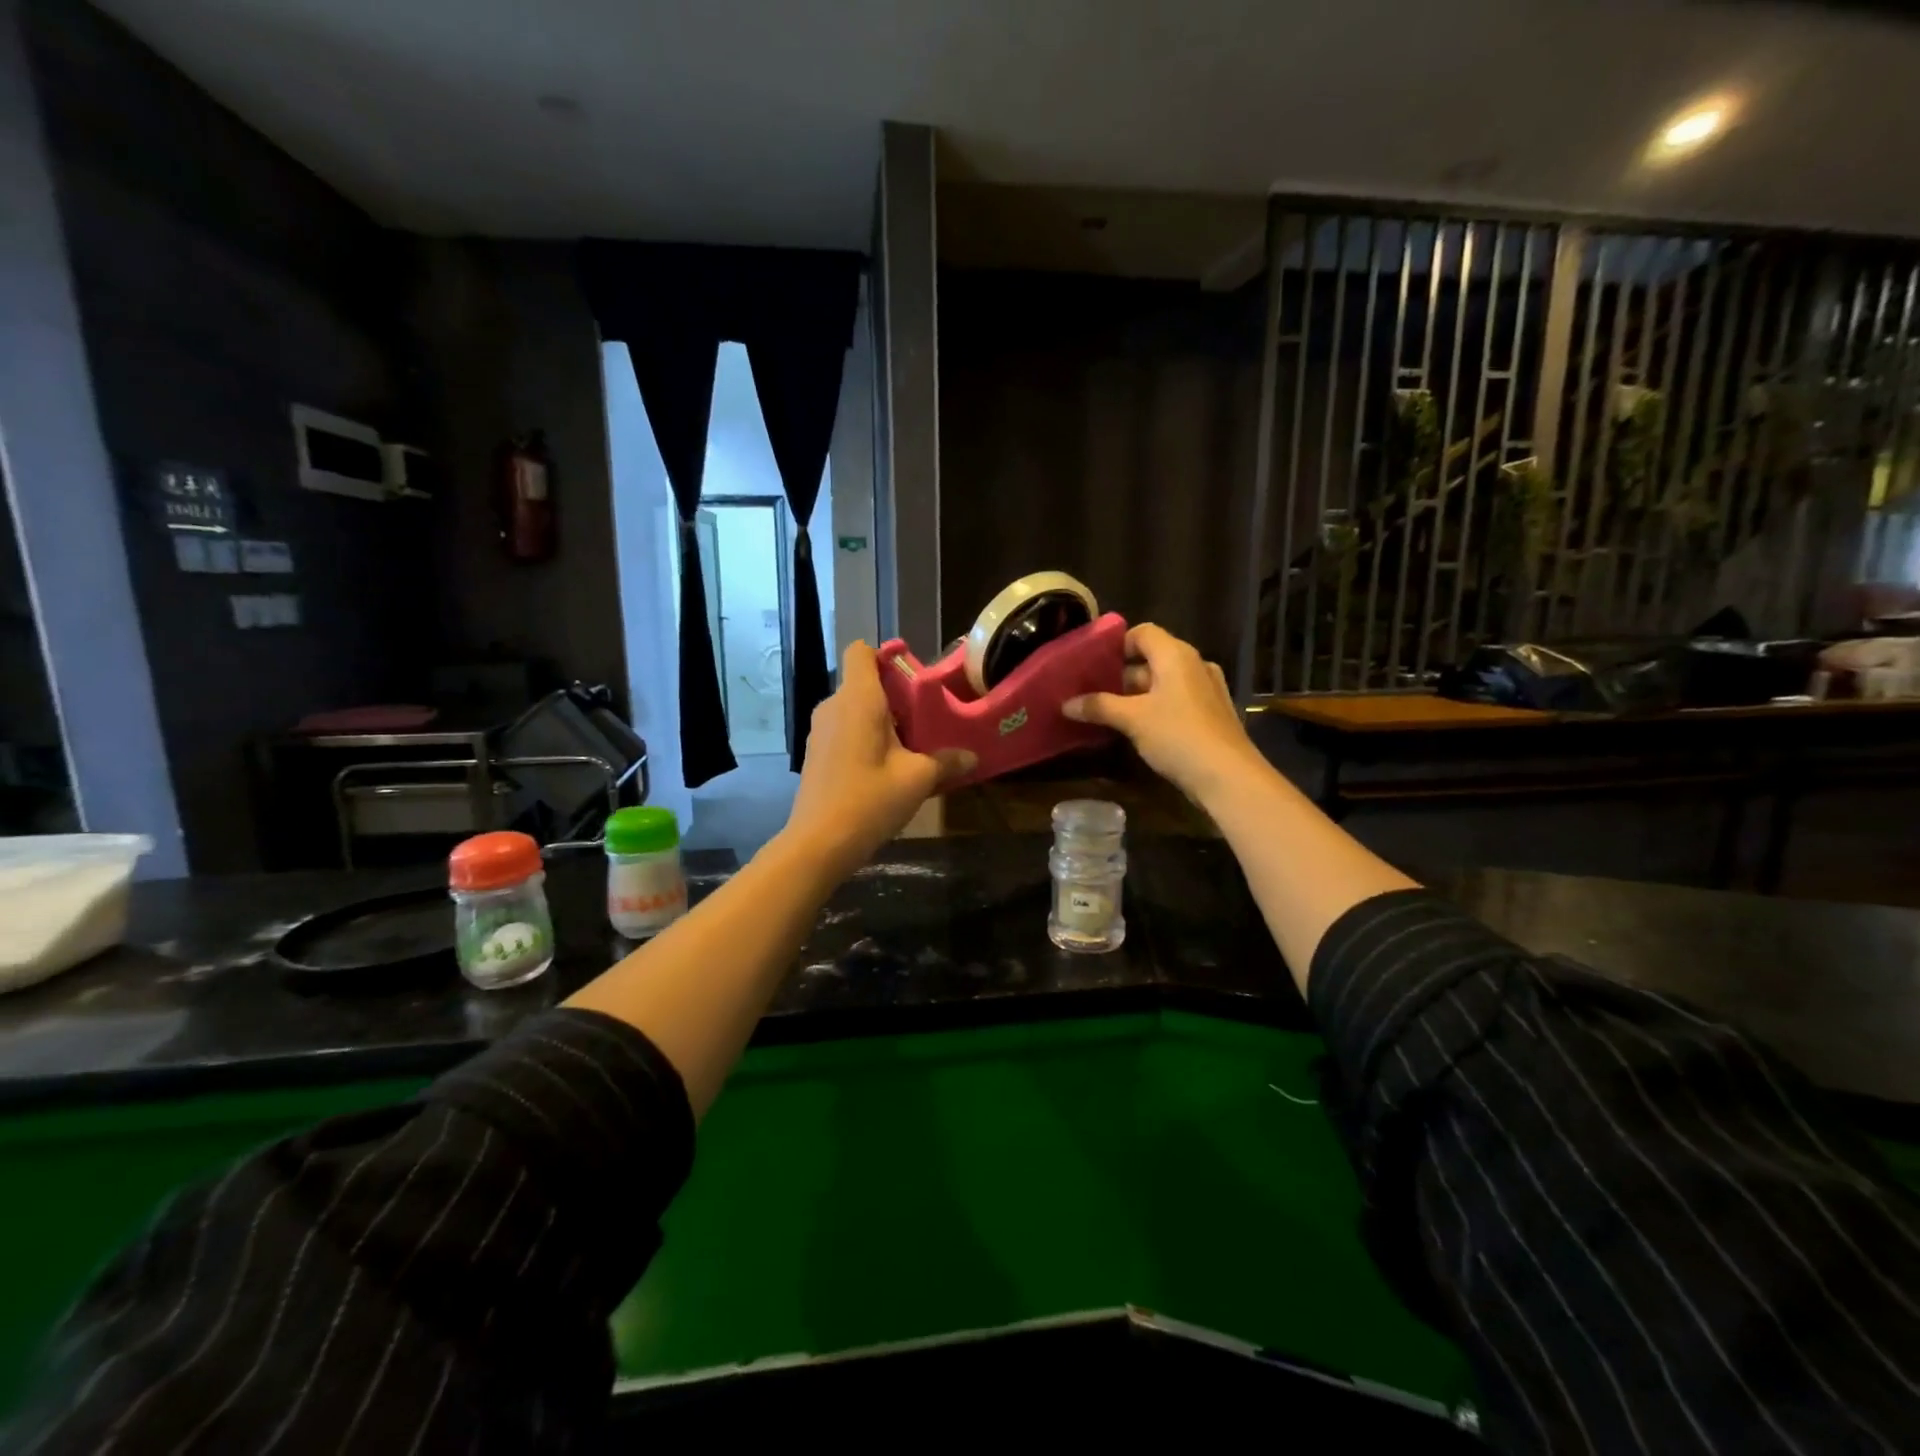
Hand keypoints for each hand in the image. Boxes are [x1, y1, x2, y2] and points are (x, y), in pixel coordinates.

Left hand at [782, 641, 974, 873]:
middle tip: (925, 719)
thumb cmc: (870, 800)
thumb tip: (972, 757)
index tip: (913, 678)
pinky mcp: (816, 753)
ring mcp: (820, 730)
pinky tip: (885, 768)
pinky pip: (845, 730)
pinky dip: (866, 737)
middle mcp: (834, 706)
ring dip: (882, 720)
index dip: (886, 656)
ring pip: (855, 709)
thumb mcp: (918, 780)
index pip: (862, 652)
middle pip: (864, 682)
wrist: (819, 844)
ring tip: (910, 747)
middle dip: (895, 695)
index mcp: (858, 699)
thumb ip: (947, 762)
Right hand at [1063, 623, 1263, 806]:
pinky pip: (1177, 700)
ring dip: (1137, 695)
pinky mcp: (1211, 714)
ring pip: (1164, 682)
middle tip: (1092, 692)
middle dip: (1121, 675)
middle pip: (1152, 658)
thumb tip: (1066, 704)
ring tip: (1108, 713)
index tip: (1093, 665)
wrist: (1228, 776)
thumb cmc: (1177, 736)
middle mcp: (1194, 665)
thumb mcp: (1132, 719)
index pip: (1142, 633)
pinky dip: (1156, 708)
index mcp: (1176, 655)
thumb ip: (1098, 706)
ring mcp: (1206, 690)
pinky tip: (1138, 730)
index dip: (1117, 645)